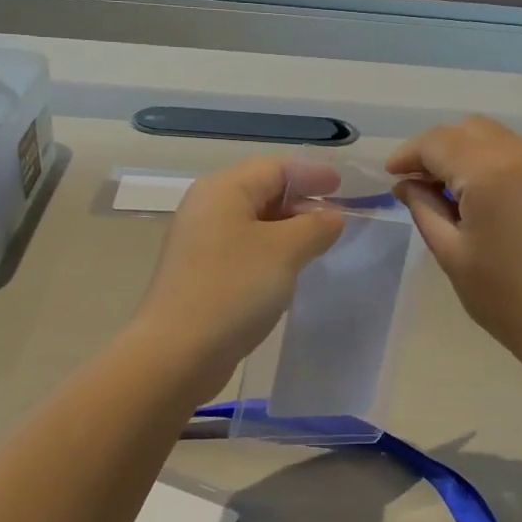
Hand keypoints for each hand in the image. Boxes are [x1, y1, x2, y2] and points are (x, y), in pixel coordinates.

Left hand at [133, 157, 345, 392]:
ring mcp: (201, 243)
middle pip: (263, 192)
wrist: (177, 353)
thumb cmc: (233, 289)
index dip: (312, 175)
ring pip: (254, 224)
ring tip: (321, 246)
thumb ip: (315, 226)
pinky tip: (291, 273)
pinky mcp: (201, 275)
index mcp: (224, 190)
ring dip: (289, 231)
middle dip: (302, 203)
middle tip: (338, 221)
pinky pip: (245, 251)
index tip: (344, 188)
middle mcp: (208, 208)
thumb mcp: (285, 251)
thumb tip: (331, 216)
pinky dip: (272, 254)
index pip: (275, 168)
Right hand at [387, 116, 521, 373]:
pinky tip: (486, 199)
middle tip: (419, 184)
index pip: (437, 142)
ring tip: (451, 194)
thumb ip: (424, 209)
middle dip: (438, 149)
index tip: (392, 177)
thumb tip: (406, 184)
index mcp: (491, 172)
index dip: (409, 155)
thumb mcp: (452, 254)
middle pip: (468, 130)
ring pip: (496, 139)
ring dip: (467, 155)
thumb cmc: (508, 298)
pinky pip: (521, 155)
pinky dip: (495, 164)